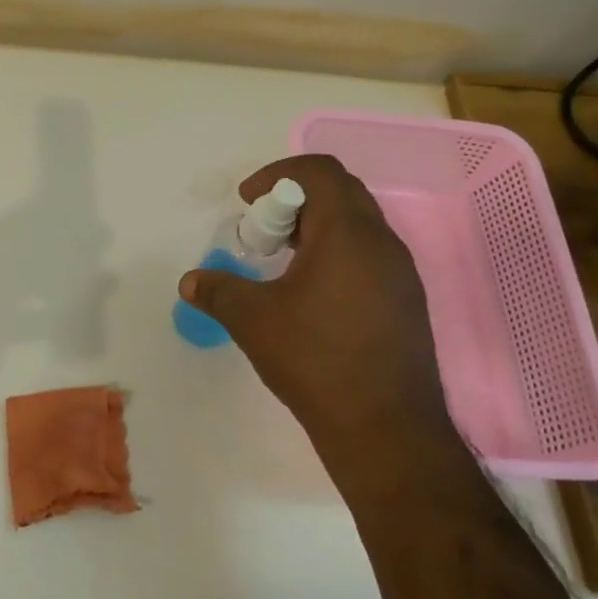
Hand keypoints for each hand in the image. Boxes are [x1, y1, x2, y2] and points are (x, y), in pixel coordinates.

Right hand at [178, 155, 455, 491]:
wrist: (385, 427)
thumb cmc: (315, 360)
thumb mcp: (253, 320)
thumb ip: (218, 291)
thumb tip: (190, 281)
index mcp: (347, 232)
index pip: (319, 171)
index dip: (277, 174)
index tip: (248, 201)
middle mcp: (382, 242)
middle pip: (340, 192)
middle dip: (295, 200)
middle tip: (263, 232)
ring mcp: (401, 272)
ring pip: (358, 225)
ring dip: (317, 227)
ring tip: (284, 262)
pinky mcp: (406, 300)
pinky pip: (370, 255)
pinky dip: (337, 253)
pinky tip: (313, 294)